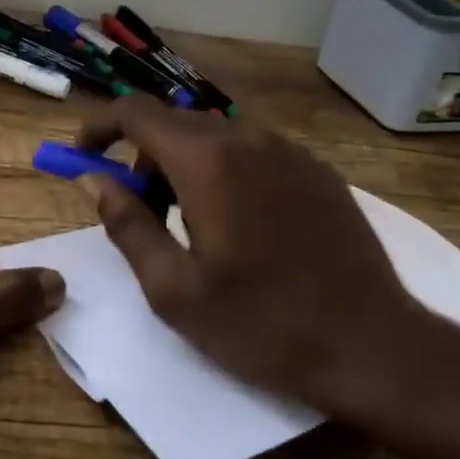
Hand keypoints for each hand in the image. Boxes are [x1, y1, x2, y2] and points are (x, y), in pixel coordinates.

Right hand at [74, 95, 459, 426]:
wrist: (375, 346)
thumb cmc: (263, 324)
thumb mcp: (174, 290)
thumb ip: (126, 224)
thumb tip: (95, 180)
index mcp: (206, 161)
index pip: (135, 112)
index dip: (100, 126)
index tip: (84, 156)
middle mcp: (246, 138)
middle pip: (173, 123)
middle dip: (142, 157)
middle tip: (141, 213)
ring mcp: (288, 149)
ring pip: (214, 136)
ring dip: (184, 165)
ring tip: (192, 225)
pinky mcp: (316, 168)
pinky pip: (253, 151)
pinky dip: (226, 170)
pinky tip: (242, 224)